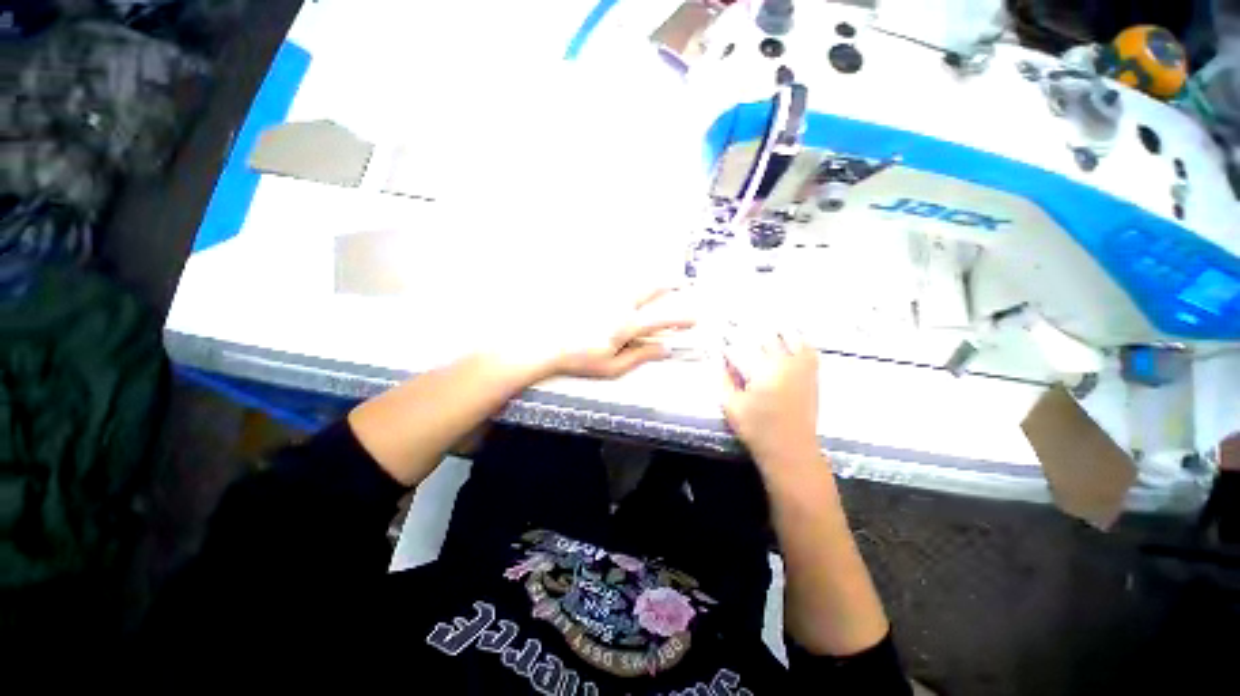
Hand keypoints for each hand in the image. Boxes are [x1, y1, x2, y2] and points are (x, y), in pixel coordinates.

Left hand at [551, 288, 695, 379]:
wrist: (548, 347)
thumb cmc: (580, 360)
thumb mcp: (613, 367)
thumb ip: (640, 356)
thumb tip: (663, 349)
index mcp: (625, 326)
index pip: (659, 320)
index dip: (679, 319)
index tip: (694, 319)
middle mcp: (618, 307)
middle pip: (648, 290)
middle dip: (668, 285)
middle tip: (681, 283)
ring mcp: (604, 298)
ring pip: (632, 283)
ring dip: (649, 282)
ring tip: (661, 283)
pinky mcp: (593, 296)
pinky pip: (615, 285)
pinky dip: (628, 286)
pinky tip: (631, 292)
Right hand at [722, 328, 820, 469]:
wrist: (792, 448)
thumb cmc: (757, 429)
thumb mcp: (730, 406)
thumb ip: (722, 377)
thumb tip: (716, 355)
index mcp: (761, 372)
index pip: (738, 346)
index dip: (724, 337)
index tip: (714, 331)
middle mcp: (783, 362)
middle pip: (762, 333)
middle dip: (744, 326)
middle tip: (731, 321)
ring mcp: (801, 364)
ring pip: (786, 332)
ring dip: (768, 325)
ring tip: (755, 321)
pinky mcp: (812, 370)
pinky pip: (805, 343)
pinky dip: (794, 334)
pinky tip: (782, 332)